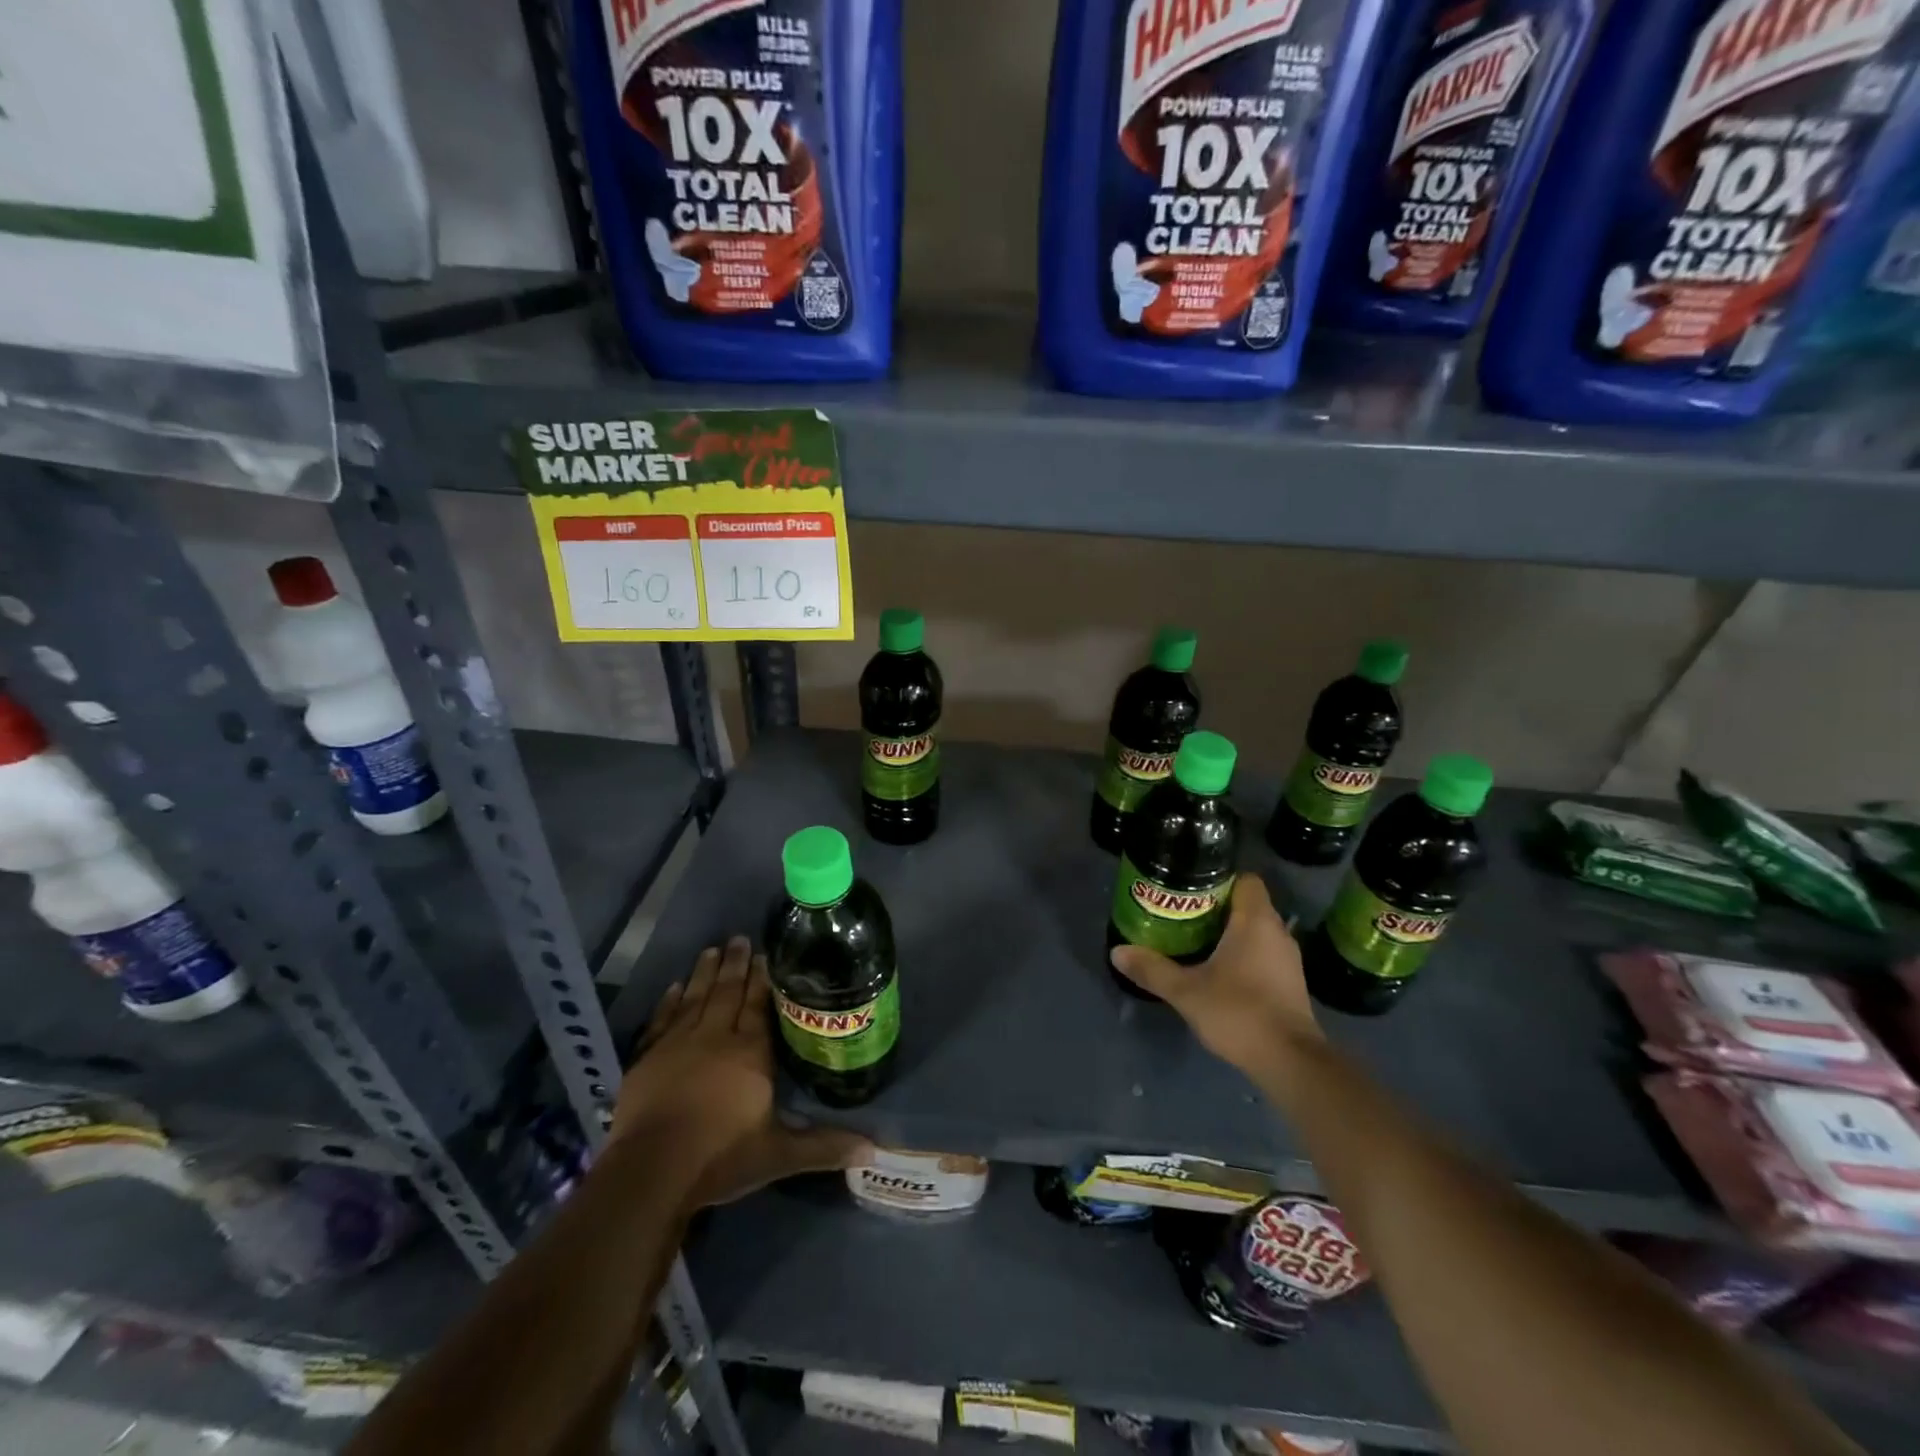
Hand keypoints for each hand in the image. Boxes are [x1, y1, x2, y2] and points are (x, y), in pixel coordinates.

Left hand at [612, 937, 870, 1207]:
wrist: (650, 1172)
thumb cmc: (720, 1158)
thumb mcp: (779, 1155)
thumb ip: (824, 1146)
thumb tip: (874, 1151)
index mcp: (750, 1053)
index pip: (758, 1006)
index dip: (763, 980)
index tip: (766, 954)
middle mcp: (716, 1038)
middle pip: (728, 993)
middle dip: (736, 965)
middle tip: (740, 938)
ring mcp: (677, 1045)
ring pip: (696, 998)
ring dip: (705, 973)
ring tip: (713, 950)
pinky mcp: (647, 1059)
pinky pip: (662, 1019)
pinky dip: (669, 1001)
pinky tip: (675, 986)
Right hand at [1109, 874, 1322, 1075]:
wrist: (1290, 1062)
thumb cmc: (1239, 1012)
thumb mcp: (1186, 991)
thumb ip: (1152, 969)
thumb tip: (1118, 952)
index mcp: (1256, 921)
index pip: (1245, 879)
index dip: (1219, 879)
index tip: (1190, 889)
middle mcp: (1277, 932)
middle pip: (1247, 904)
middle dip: (1216, 907)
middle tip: (1182, 913)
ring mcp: (1288, 959)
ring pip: (1256, 930)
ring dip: (1229, 932)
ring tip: (1194, 940)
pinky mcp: (1290, 982)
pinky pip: (1263, 953)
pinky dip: (1243, 954)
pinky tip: (1218, 970)